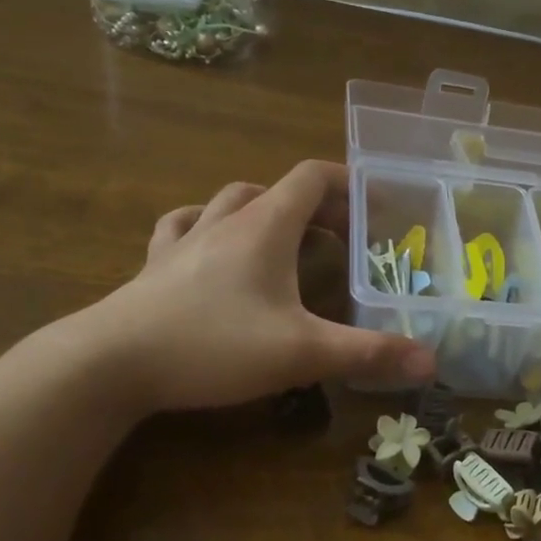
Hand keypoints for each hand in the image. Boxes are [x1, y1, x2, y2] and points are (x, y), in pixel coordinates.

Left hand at [76, 160, 435, 411]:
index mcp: (265, 227)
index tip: (376, 205)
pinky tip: (209, 245)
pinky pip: (183, 227)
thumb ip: (369, 354)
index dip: (347, 183)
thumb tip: (431, 362)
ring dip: (261, 209)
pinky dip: (206, 226)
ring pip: (228, 201)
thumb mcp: (302, 352)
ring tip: (282, 237)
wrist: (109, 364)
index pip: (311, 177)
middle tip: (339, 237)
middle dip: (313, 205)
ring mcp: (184, 241)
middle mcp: (225, 222)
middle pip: (275, 189)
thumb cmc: (213, 345)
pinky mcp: (154, 267)